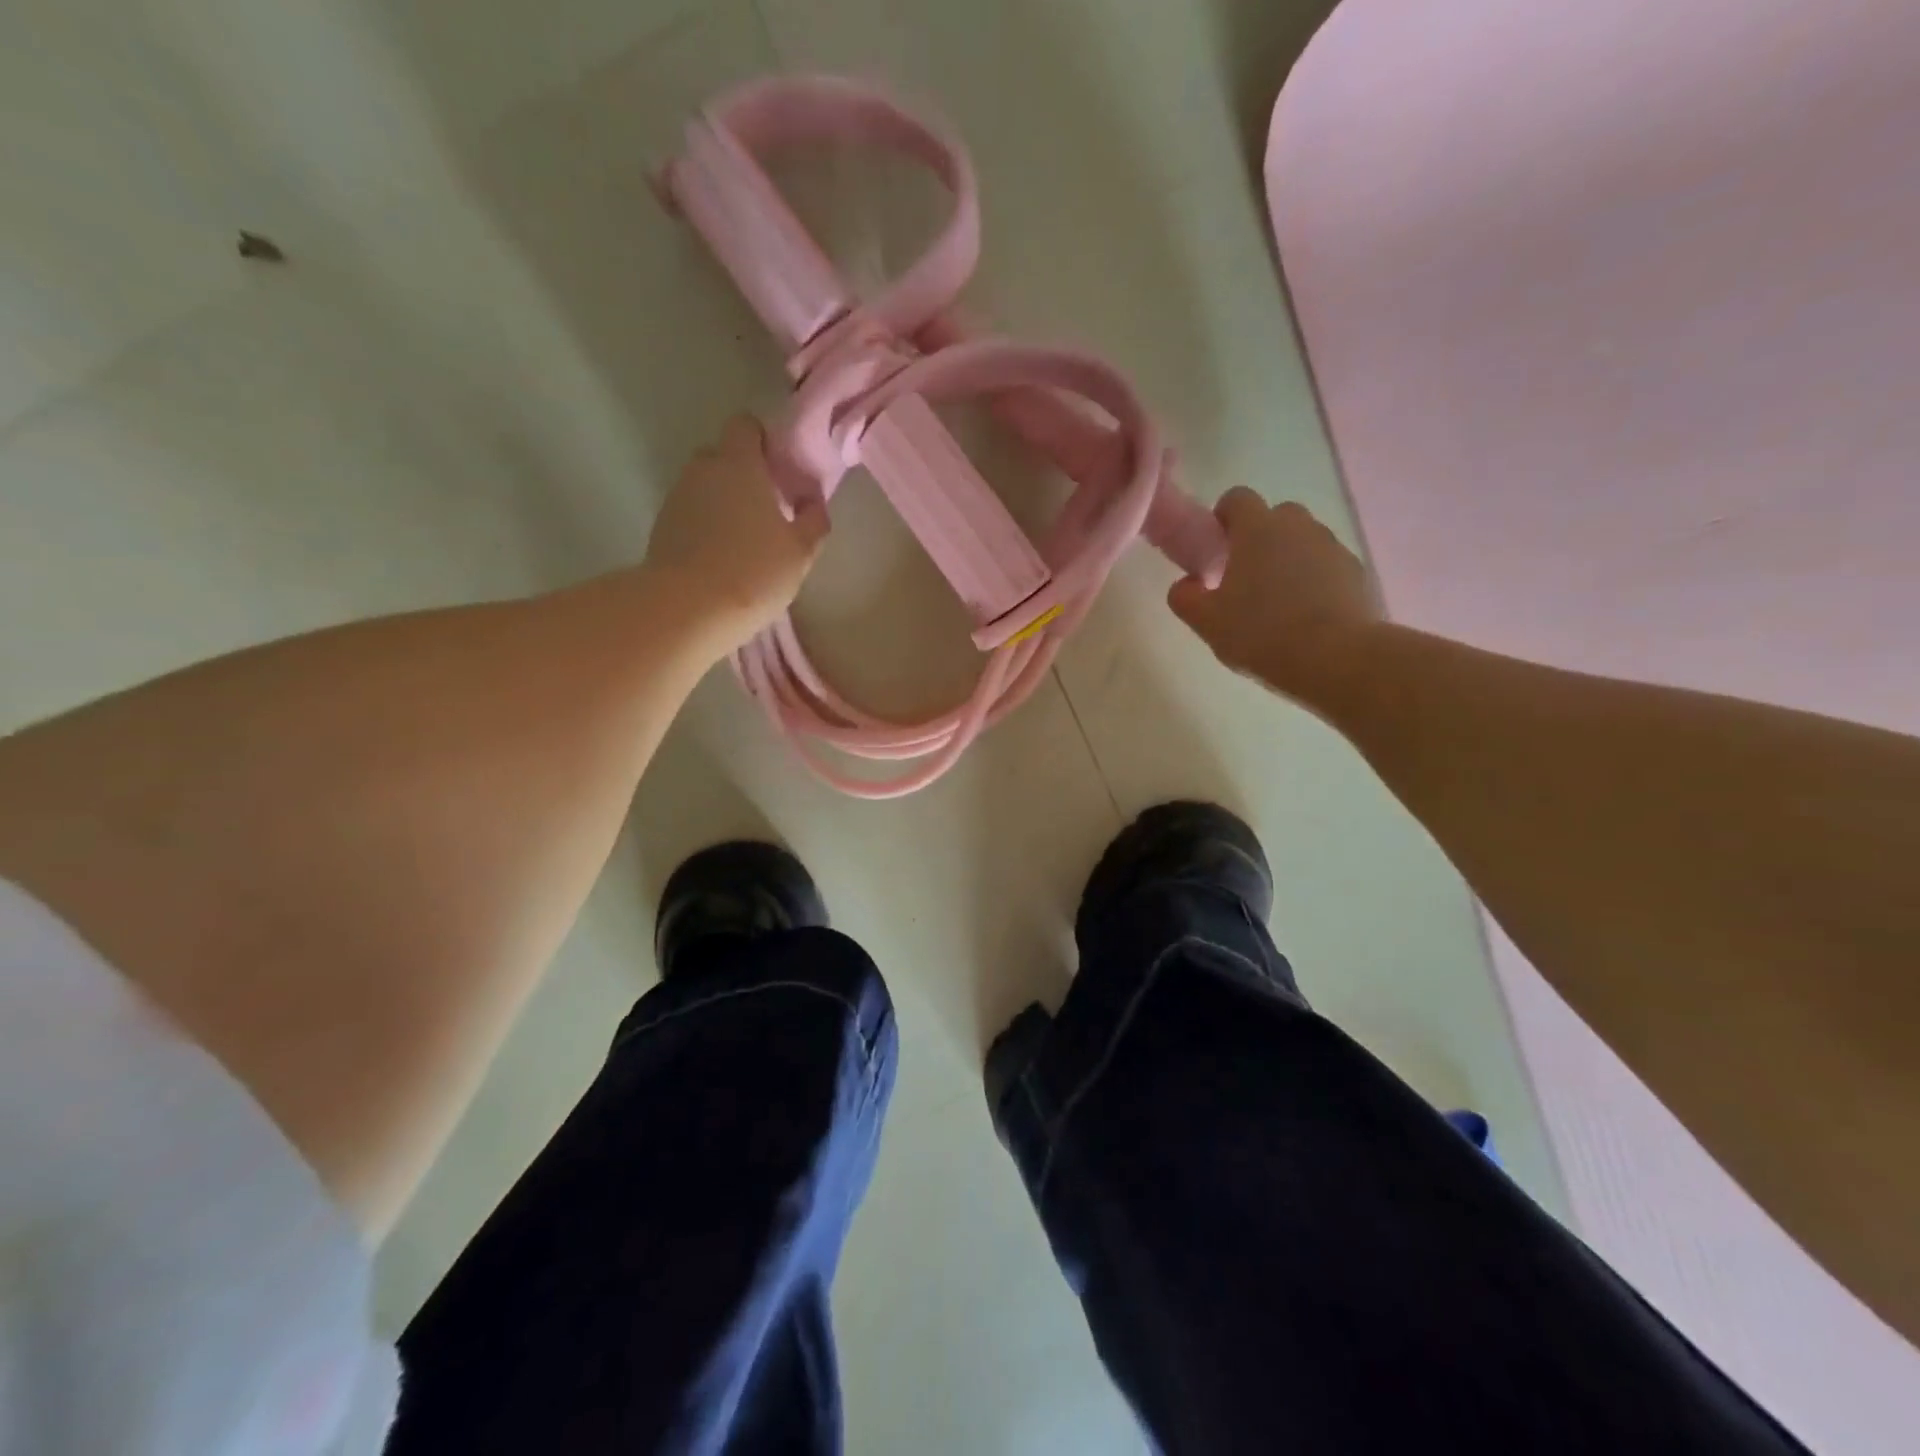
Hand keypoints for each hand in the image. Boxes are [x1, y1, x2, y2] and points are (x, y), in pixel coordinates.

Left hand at [644, 416, 828, 653]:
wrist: (688, 609)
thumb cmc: (754, 571)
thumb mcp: (801, 551)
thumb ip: (813, 519)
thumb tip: (813, 500)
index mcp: (739, 463)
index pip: (746, 425)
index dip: (764, 441)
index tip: (780, 469)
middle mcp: (703, 469)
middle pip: (723, 455)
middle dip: (742, 472)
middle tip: (767, 506)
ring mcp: (677, 497)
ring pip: (704, 486)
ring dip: (723, 501)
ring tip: (745, 537)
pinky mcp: (661, 526)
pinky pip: (690, 513)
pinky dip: (705, 525)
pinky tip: (721, 556)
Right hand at [1167, 488, 1381, 698]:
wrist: (1337, 658)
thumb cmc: (1261, 633)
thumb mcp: (1207, 622)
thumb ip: (1185, 597)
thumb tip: (1185, 584)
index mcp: (1258, 529)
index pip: (1237, 498)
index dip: (1223, 518)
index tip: (1216, 547)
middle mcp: (1298, 527)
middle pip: (1275, 517)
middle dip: (1259, 539)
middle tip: (1244, 579)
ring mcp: (1332, 547)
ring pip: (1303, 542)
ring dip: (1288, 560)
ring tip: (1277, 603)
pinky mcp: (1357, 573)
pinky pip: (1327, 567)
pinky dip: (1315, 581)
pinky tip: (1306, 617)